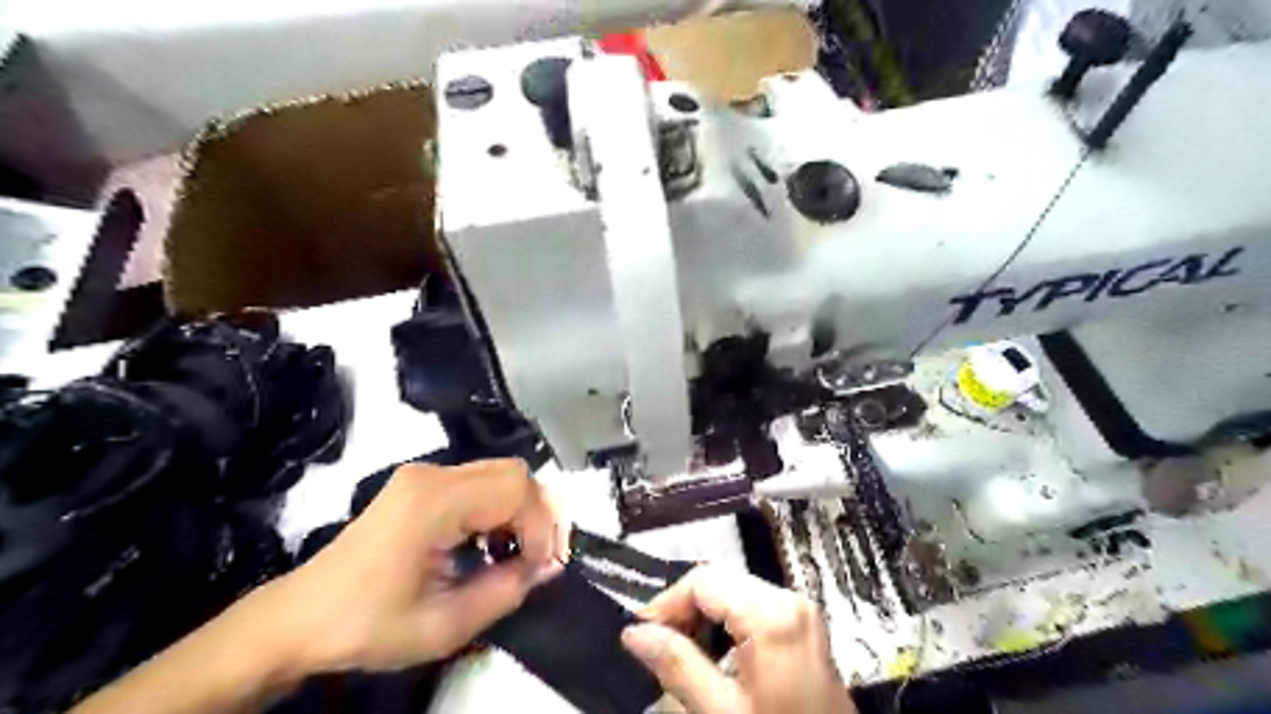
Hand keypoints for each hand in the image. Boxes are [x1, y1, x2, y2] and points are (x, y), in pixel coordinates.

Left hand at [253, 461, 565, 671]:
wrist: (301, 618)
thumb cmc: (367, 626)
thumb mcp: (444, 626)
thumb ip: (506, 591)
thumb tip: (549, 566)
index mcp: (432, 503)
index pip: (516, 489)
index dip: (540, 527)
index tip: (538, 568)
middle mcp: (432, 475)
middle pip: (514, 472)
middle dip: (537, 515)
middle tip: (537, 558)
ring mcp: (425, 474)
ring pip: (501, 474)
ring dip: (520, 511)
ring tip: (515, 554)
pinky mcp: (421, 483)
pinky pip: (480, 483)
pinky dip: (499, 509)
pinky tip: (490, 543)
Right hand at [618, 568, 852, 713]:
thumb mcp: (720, 711)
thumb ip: (676, 665)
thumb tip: (635, 633)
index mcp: (772, 615)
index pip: (703, 580)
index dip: (666, 602)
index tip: (640, 632)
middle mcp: (791, 601)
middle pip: (720, 581)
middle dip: (683, 609)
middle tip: (657, 646)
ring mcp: (801, 612)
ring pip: (734, 592)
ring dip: (703, 617)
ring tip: (681, 654)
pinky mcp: (804, 627)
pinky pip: (754, 607)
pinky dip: (726, 624)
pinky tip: (713, 656)